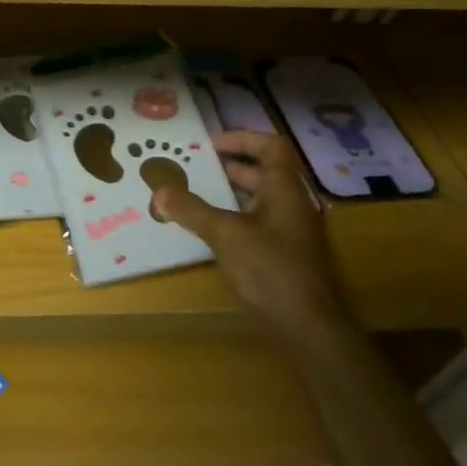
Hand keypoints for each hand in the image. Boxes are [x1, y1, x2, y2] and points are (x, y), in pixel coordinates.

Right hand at [152, 130, 348, 339]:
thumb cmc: (269, 268)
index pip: (271, 146)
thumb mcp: (224, 234)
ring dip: (231, 191)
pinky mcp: (285, 255)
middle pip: (265, 171)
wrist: (307, 328)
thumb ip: (191, 209)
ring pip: (260, 198)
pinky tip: (211, 228)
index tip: (211, 143)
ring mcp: (291, 231)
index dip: (242, 138)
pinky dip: (235, 215)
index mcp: (285, 189)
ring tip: (196, 192)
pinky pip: (258, 222)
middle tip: (196, 165)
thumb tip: (159, 191)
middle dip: (231, 164)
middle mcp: (292, 204)